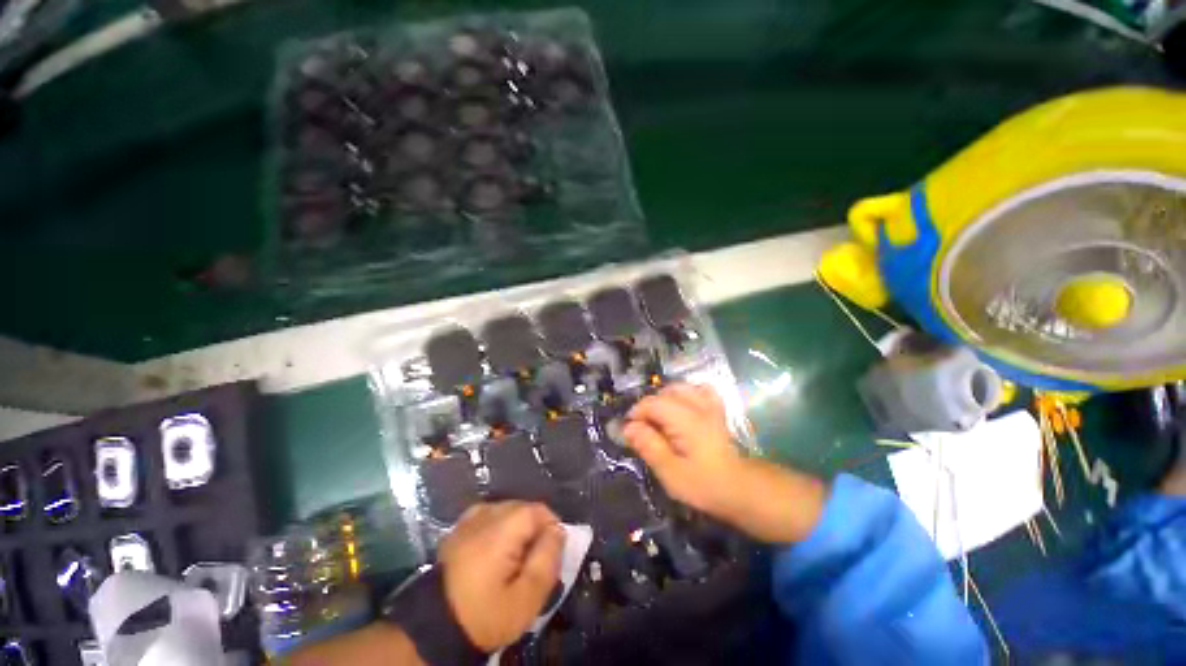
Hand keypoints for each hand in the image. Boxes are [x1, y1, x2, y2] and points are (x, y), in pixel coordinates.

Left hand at [438, 501, 564, 651]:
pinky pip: (487, 517)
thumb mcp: (527, 598)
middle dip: (534, 530)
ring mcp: (469, 519)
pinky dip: (497, 528)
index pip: (540, 510)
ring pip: (506, 511)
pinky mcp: (457, 528)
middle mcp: (486, 513)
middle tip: (532, 561)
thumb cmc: (484, 615)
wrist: (434, 628)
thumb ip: (547, 559)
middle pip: (523, 508)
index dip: (551, 529)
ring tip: (513, 558)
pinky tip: (493, 550)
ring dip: (516, 529)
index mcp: (503, 528)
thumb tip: (558, 530)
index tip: (550, 555)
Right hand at [622, 384, 743, 517]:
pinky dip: (687, 393)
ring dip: (664, 399)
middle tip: (643, 429)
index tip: (628, 431)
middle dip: (648, 407)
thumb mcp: (671, 472)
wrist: (741, 489)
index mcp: (686, 420)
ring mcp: (709, 406)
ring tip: (659, 418)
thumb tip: (628, 427)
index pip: (652, 403)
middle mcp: (697, 406)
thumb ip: (649, 446)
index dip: (636, 414)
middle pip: (664, 393)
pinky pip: (701, 390)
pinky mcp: (717, 410)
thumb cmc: (704, 485)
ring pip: (680, 388)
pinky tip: (682, 406)